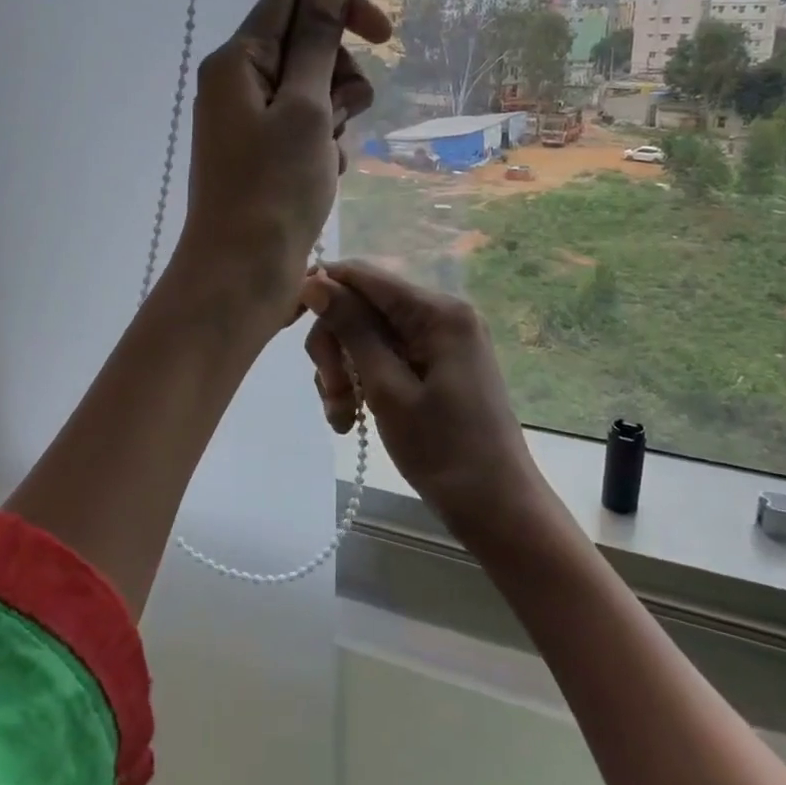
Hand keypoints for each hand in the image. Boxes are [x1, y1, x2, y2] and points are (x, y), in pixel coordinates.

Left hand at [175, 0, 391, 321]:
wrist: (242, 273)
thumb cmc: (274, 189)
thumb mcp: (305, 109)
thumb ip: (318, 46)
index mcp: (238, 60)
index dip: (341, 5)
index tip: (385, 37)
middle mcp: (237, 84)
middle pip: (305, 46)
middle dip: (340, 74)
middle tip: (345, 113)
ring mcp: (248, 122)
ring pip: (312, 92)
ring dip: (335, 116)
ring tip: (328, 156)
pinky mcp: (261, 156)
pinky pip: (304, 131)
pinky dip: (322, 146)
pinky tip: (322, 178)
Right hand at [299, 259, 539, 527]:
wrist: (497, 508)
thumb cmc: (443, 451)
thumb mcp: (387, 389)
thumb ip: (352, 330)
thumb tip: (315, 281)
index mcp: (437, 312)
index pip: (364, 276)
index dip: (322, 291)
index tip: (288, 325)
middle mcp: (441, 315)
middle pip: (363, 308)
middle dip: (336, 348)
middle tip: (331, 395)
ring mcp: (441, 341)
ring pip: (369, 337)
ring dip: (345, 372)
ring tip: (342, 418)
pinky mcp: (437, 365)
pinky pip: (387, 358)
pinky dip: (364, 383)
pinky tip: (354, 419)